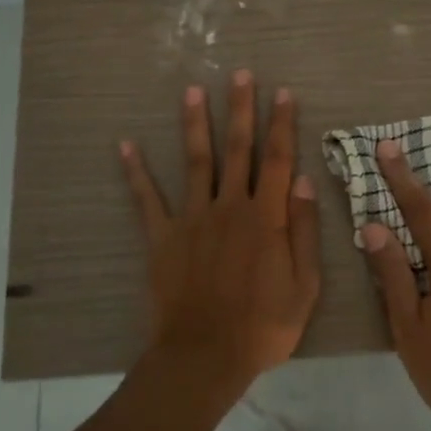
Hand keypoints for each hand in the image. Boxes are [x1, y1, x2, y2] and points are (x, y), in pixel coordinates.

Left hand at [121, 71, 321, 392]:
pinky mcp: (162, 237)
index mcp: (267, 217)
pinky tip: (126, 145)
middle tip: (241, 74)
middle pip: (237, 149)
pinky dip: (136, 172)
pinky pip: (147, 199)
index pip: (278, 160)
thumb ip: (304, 230)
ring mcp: (192, 219)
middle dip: (241, 109)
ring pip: (196, 161)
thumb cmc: (263, 326)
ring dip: (195, 124)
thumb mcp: (305, 285)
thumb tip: (304, 181)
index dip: (282, 124)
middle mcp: (229, 207)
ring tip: (193, 90)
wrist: (205, 356)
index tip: (283, 93)